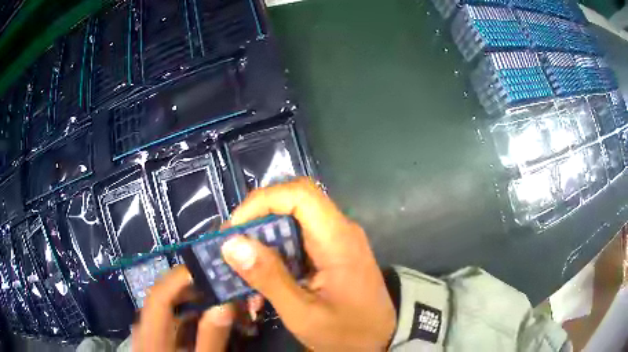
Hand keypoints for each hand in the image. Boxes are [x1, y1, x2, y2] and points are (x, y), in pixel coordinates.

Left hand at [133, 266, 234, 351]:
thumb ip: (211, 338)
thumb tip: (223, 304)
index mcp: (152, 333)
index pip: (160, 296)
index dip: (179, 278)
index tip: (206, 268)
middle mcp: (145, 326)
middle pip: (163, 296)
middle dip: (192, 287)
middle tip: (220, 284)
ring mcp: (148, 331)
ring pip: (167, 306)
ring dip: (192, 300)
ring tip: (218, 299)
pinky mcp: (155, 337)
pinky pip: (170, 319)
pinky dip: (188, 314)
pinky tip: (207, 319)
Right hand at [221, 177, 395, 350]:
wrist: (381, 339)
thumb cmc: (347, 332)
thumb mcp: (303, 313)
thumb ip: (269, 278)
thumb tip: (231, 244)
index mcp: (338, 239)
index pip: (299, 194)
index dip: (261, 202)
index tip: (234, 230)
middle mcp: (339, 230)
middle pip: (293, 202)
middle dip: (257, 220)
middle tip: (232, 247)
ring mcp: (337, 239)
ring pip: (292, 220)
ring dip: (264, 239)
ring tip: (242, 266)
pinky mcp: (331, 251)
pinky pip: (298, 239)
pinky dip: (275, 252)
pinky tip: (264, 276)